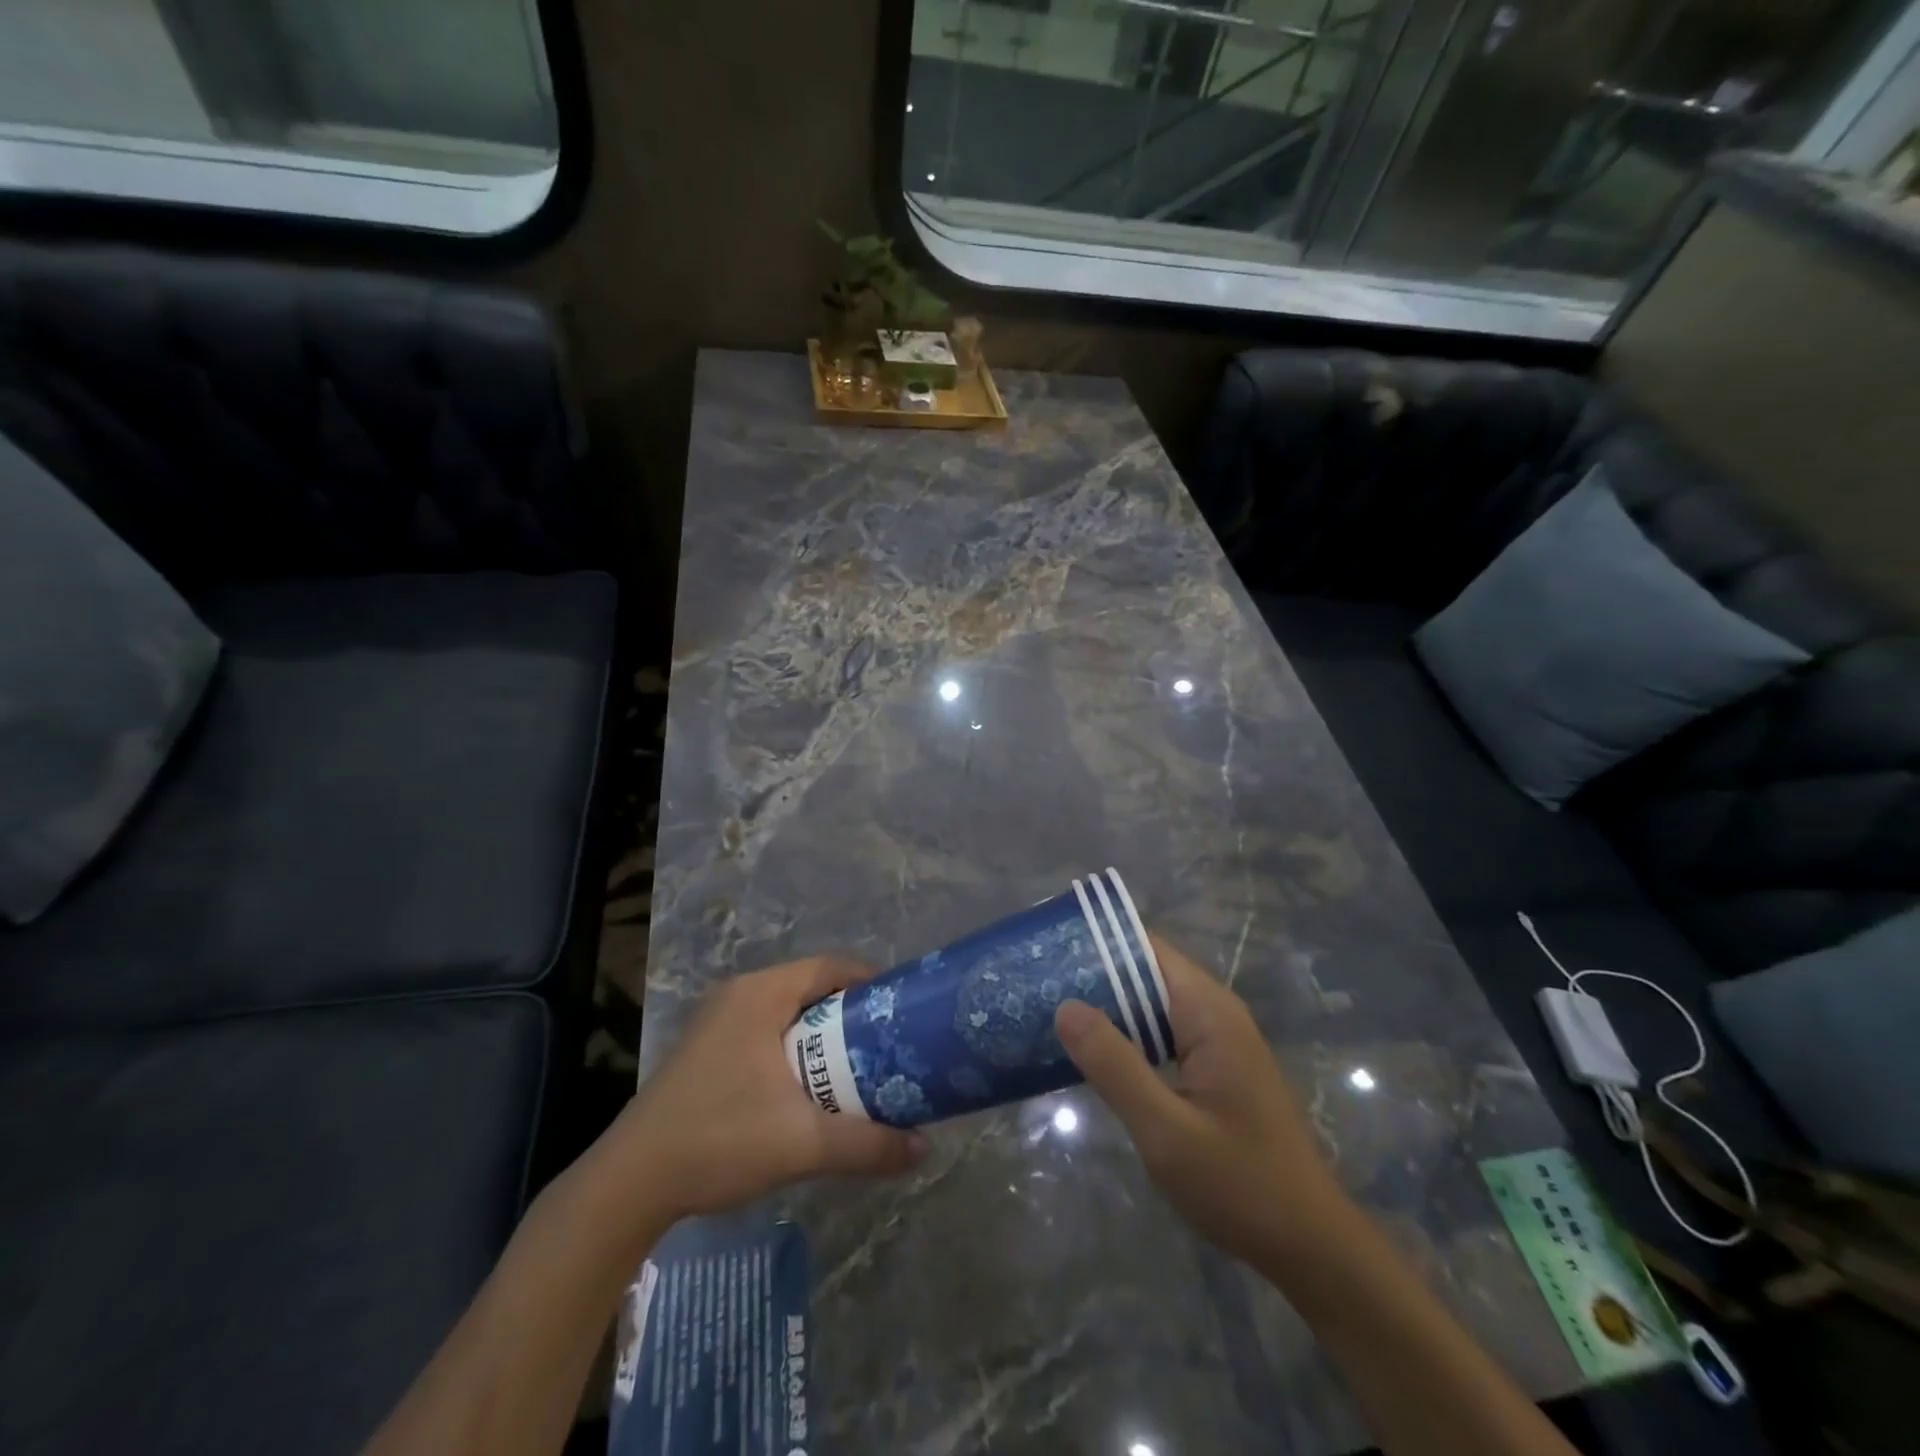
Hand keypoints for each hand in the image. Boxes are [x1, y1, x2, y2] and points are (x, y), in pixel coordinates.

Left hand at [606, 956, 925, 1221]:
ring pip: (787, 1010)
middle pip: (811, 986)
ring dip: (822, 1032)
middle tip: (886, 1043)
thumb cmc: (719, 1140)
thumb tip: (922, 1149)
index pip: (831, 967)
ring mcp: (717, 1020)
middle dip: (851, 1012)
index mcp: (760, 994)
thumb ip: (867, 1144)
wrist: (630, 1182)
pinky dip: (795, 1046)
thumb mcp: (802, 1144)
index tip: (901, 1010)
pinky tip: (808, 1085)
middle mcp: (738, 994)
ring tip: (857, 1065)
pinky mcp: (706, 1047)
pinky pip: (766, 1029)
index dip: (871, 982)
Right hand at [1055, 935, 1353, 1273]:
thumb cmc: (1241, 1186)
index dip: (1098, 945)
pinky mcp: (1216, 1068)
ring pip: (1152, 1006)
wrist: (1312, 1247)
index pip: (1146, 950)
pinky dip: (1128, 1037)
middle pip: (1146, 973)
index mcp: (1209, 1012)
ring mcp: (1219, 1041)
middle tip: (1036, 986)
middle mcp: (1216, 1013)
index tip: (1049, 952)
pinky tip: (1092, 1055)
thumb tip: (1065, 1006)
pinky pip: (1163, 1035)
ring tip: (1049, 1013)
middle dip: (1094, 977)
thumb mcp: (1166, 1131)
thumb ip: (1115, 1065)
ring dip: (1108, 1009)